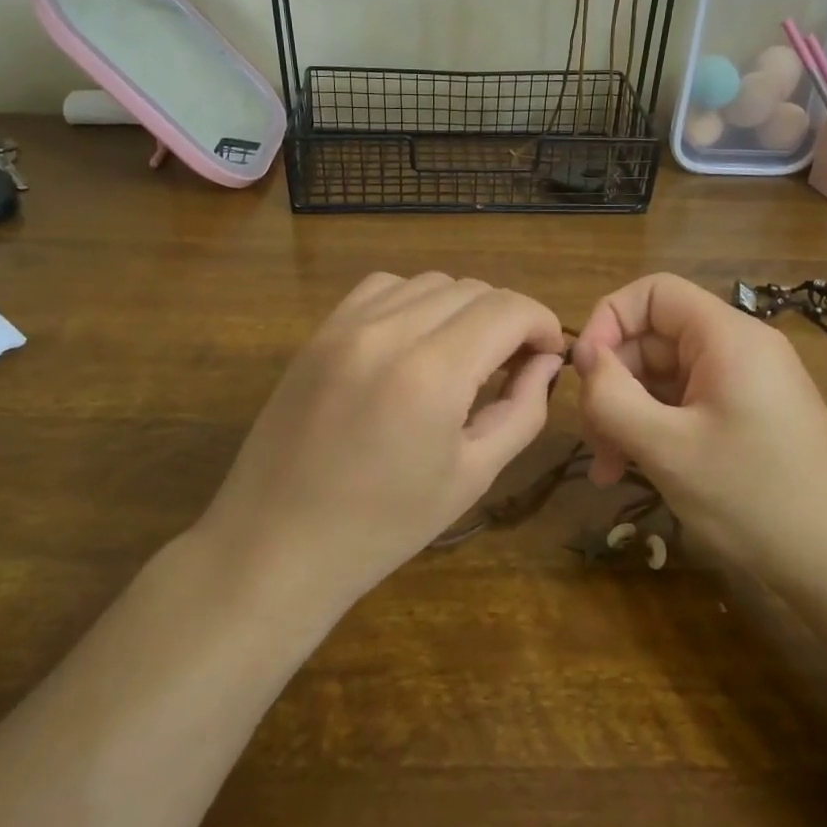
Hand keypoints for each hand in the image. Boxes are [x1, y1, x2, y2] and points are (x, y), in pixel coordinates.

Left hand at [203, 272, 565, 612]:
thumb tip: (546, 363)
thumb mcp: (472, 475)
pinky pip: (383, 288)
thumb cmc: (384, 526)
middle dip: (507, 318)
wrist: (277, 544)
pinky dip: (414, 301)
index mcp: (433, 373)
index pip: (508, 308)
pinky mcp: (319, 332)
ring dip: (462, 308)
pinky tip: (414, 342)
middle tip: (513, 363)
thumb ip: (522, 410)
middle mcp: (389, 331)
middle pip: (472, 288)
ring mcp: (346, 326)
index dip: (542, 323)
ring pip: (430, 281)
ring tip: (464, 354)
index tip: (549, 354)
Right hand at [570, 273, 826, 578]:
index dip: (609, 319)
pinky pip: (687, 402)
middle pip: (654, 338)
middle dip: (615, 384)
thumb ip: (612, 396)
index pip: (653, 292)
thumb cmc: (751, 498)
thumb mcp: (666, 448)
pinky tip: (636, 469)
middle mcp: (739, 347)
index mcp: (727, 336)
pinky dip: (656, 428)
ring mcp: (746, 382)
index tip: (585, 372)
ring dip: (629, 414)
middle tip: (594, 443)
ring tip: (610, 469)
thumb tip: (584, 357)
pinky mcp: (749, 414)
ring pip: (665, 376)